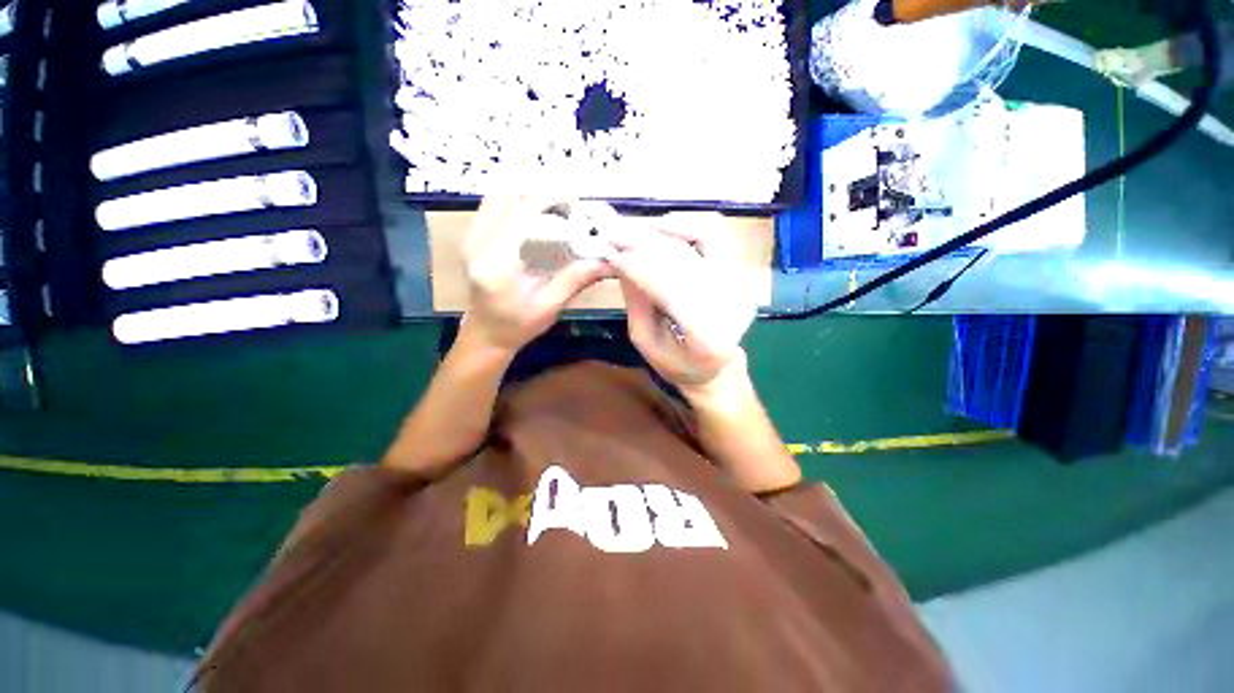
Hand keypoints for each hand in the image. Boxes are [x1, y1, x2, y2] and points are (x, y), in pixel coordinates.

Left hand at [463, 195, 613, 353]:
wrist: (486, 334)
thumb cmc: (518, 326)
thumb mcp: (550, 307)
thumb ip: (574, 280)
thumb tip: (606, 260)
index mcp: (495, 265)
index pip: (521, 215)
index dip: (549, 199)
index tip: (576, 199)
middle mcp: (476, 244)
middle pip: (509, 198)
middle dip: (542, 192)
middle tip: (571, 201)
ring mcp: (470, 237)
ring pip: (499, 196)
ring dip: (529, 192)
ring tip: (556, 202)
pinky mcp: (472, 236)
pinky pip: (494, 205)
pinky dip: (517, 199)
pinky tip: (536, 208)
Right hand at [609, 214, 756, 391]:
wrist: (718, 367)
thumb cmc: (677, 363)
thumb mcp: (645, 340)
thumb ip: (635, 301)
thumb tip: (620, 259)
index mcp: (708, 338)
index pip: (670, 290)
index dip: (639, 266)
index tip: (609, 251)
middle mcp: (731, 306)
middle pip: (684, 261)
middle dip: (644, 243)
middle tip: (613, 232)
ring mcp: (741, 285)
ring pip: (700, 240)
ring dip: (663, 229)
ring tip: (632, 227)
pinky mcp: (740, 271)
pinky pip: (713, 235)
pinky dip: (686, 225)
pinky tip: (660, 225)